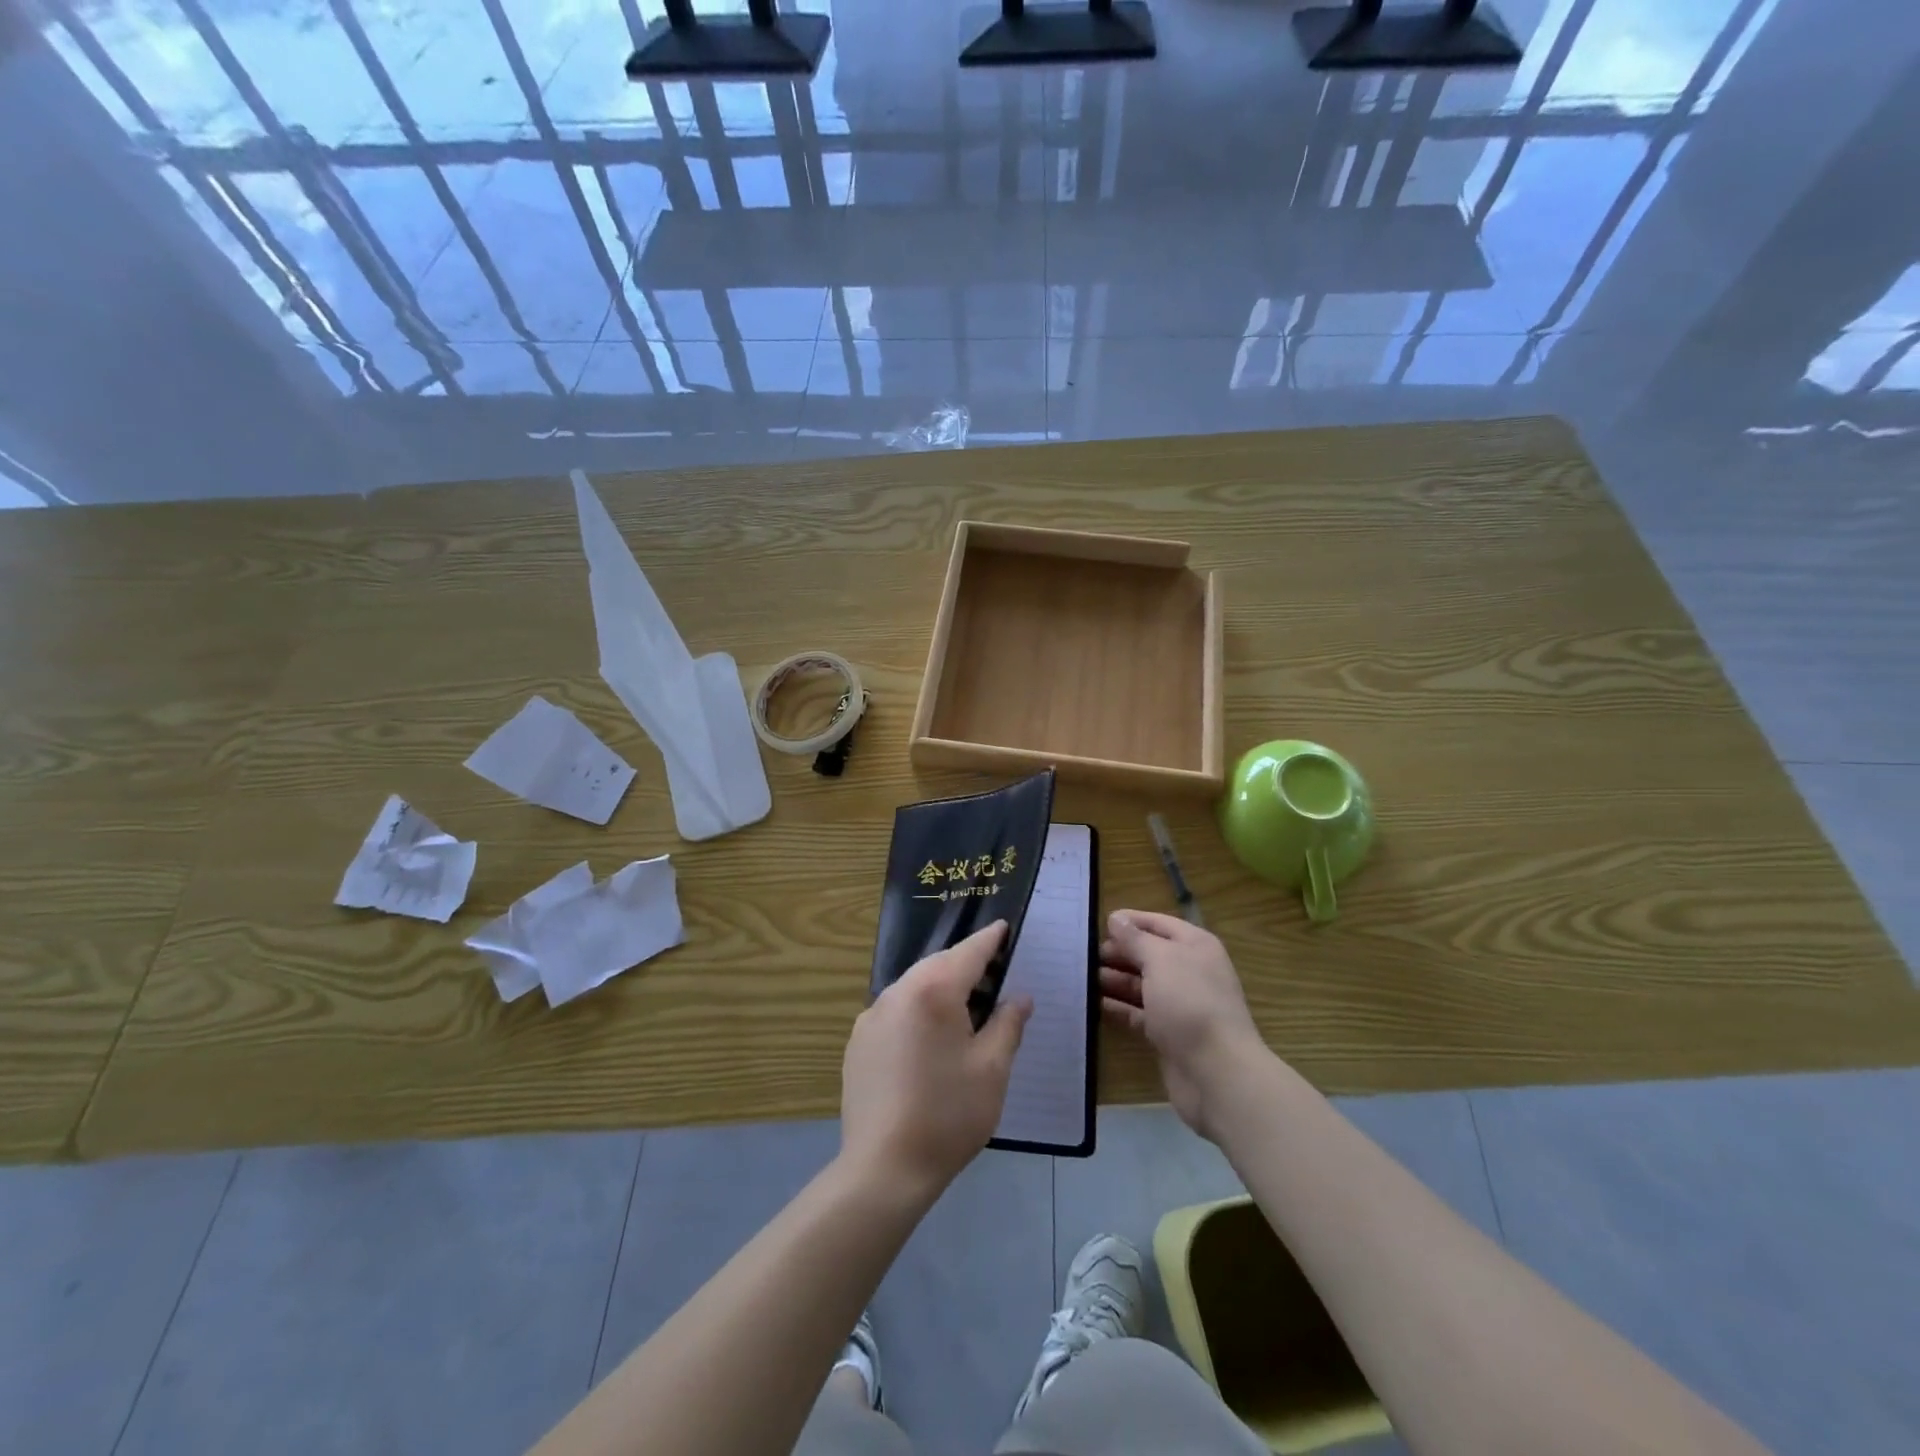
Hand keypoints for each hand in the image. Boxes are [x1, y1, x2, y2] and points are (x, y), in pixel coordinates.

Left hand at [840, 922, 1031, 1200]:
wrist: (884, 1168)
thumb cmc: (948, 1115)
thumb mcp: (992, 1069)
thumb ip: (1007, 1025)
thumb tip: (1019, 997)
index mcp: (934, 991)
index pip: (968, 952)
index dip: (989, 940)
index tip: (1002, 928)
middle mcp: (898, 992)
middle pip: (938, 965)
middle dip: (965, 965)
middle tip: (992, 975)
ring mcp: (872, 1016)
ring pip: (913, 985)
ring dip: (939, 987)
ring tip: (964, 1009)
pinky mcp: (858, 1041)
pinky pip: (894, 1010)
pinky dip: (916, 1010)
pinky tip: (928, 1040)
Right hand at [1101, 911, 1266, 1141]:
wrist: (1217, 1073)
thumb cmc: (1190, 1003)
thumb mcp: (1160, 960)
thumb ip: (1135, 939)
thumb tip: (1116, 918)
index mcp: (1195, 946)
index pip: (1158, 923)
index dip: (1130, 921)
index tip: (1097, 923)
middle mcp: (1189, 971)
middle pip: (1148, 954)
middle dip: (1119, 952)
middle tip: (1084, 954)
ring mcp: (1179, 1004)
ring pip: (1141, 985)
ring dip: (1114, 979)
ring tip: (1082, 976)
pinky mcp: (1168, 1034)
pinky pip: (1138, 1014)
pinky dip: (1118, 1008)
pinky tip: (1093, 1004)